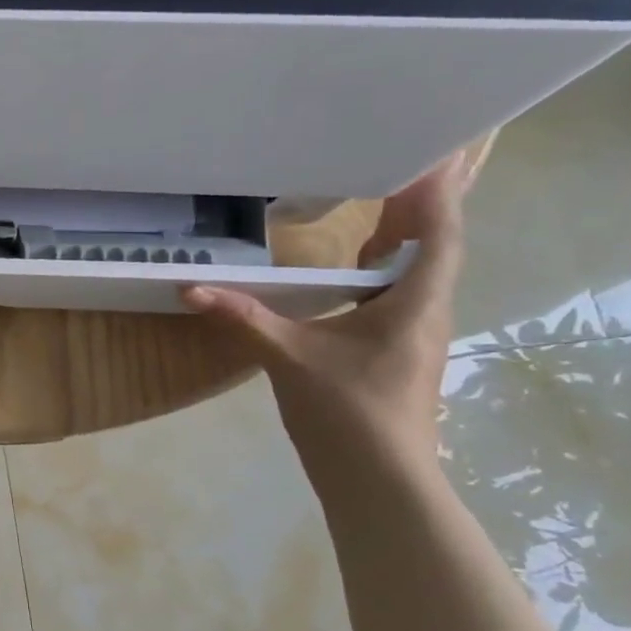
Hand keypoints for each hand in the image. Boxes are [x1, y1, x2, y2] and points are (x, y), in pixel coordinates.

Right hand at [182, 153, 468, 466]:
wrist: (379, 479)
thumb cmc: (348, 410)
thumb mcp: (290, 357)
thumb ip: (245, 318)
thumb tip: (191, 288)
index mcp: (416, 302)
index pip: (439, 232)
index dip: (437, 190)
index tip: (431, 151)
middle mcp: (426, 312)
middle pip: (432, 248)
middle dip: (414, 209)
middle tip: (388, 170)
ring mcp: (414, 337)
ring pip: (414, 276)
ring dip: (398, 243)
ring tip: (371, 212)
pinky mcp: (396, 357)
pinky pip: (395, 300)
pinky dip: (378, 277)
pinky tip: (348, 280)